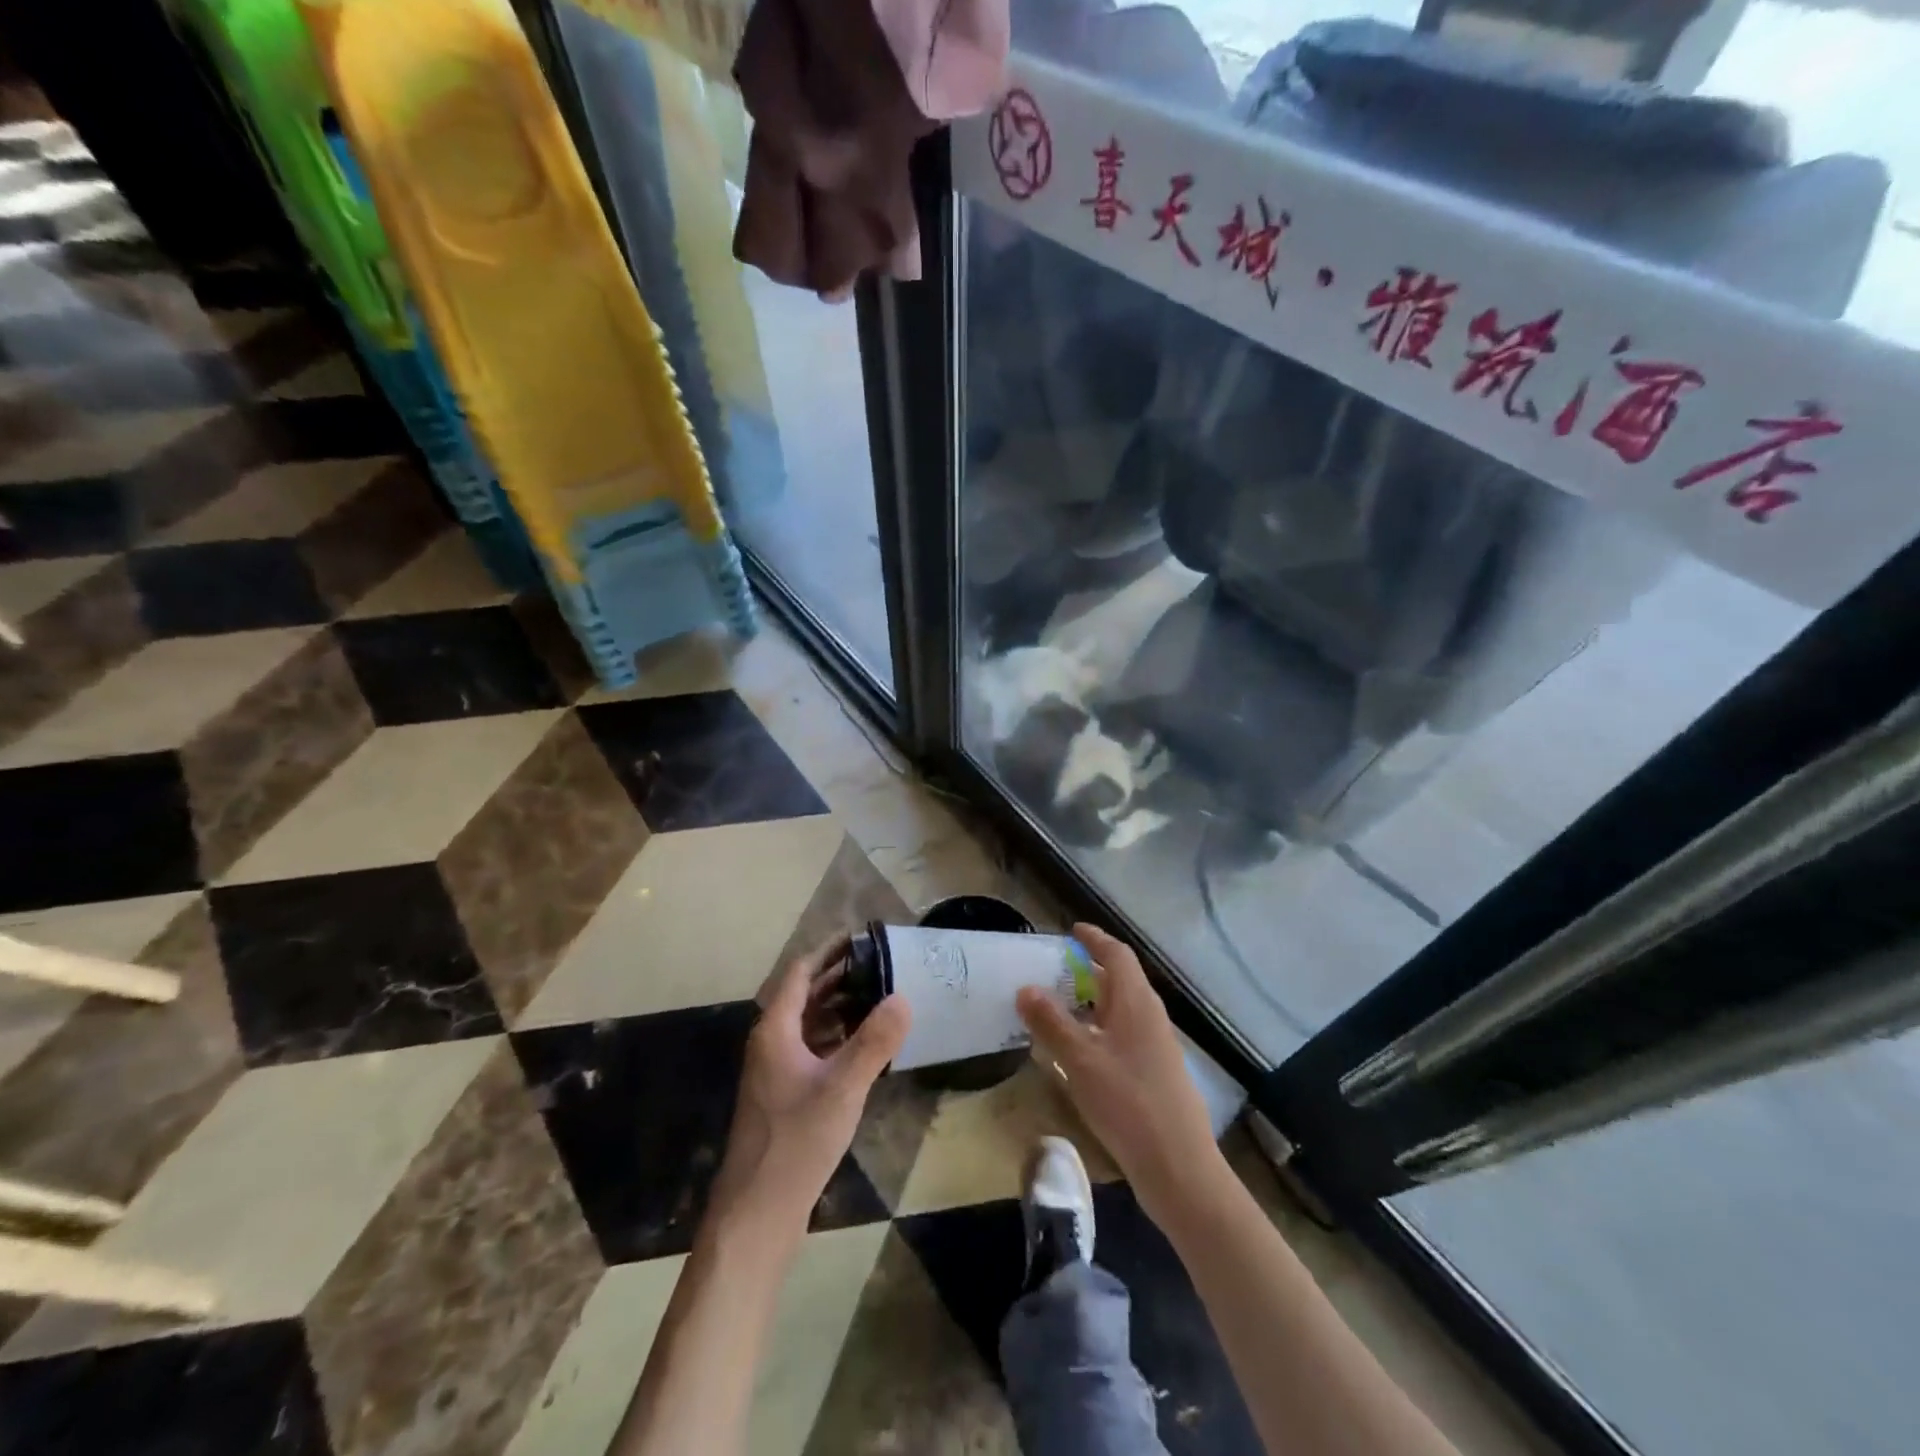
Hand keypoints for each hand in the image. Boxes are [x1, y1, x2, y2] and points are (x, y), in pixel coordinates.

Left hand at [711, 936, 910, 1240]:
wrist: (757, 1213)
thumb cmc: (796, 1141)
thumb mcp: (842, 1088)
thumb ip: (874, 1042)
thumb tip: (903, 996)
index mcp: (776, 1030)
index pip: (800, 972)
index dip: (829, 951)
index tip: (861, 935)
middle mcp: (771, 1043)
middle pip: (804, 995)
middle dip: (839, 976)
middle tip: (880, 963)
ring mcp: (776, 1071)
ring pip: (809, 1024)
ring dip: (839, 1006)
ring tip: (879, 996)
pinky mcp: (785, 1096)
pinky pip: (812, 1050)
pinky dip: (836, 1037)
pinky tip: (864, 1045)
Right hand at [1017, 924, 1222, 1226]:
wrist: (1180, 1169)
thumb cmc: (1128, 1104)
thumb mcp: (1080, 1061)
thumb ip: (1052, 1022)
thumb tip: (1025, 987)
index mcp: (1137, 1003)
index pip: (1117, 955)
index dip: (1094, 939)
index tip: (1071, 930)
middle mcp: (1150, 1017)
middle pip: (1120, 980)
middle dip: (1089, 970)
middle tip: (1053, 970)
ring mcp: (1156, 1047)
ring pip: (1121, 1010)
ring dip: (1092, 1002)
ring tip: (1058, 1008)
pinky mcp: (1155, 1074)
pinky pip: (1123, 1035)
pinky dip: (1099, 1030)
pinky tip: (1078, 1053)